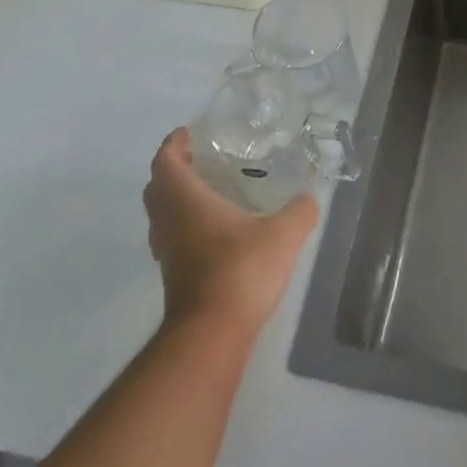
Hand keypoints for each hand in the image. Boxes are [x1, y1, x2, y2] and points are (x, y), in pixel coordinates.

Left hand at [144, 128, 317, 338]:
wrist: (211, 335)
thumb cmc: (240, 271)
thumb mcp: (283, 235)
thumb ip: (299, 211)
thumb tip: (309, 198)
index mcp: (185, 200)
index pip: (165, 161)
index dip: (173, 143)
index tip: (189, 132)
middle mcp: (168, 222)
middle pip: (157, 186)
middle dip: (174, 168)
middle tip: (201, 158)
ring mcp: (167, 252)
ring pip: (161, 214)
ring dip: (176, 197)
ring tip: (210, 190)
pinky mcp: (173, 275)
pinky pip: (171, 237)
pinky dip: (184, 223)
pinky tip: (215, 230)